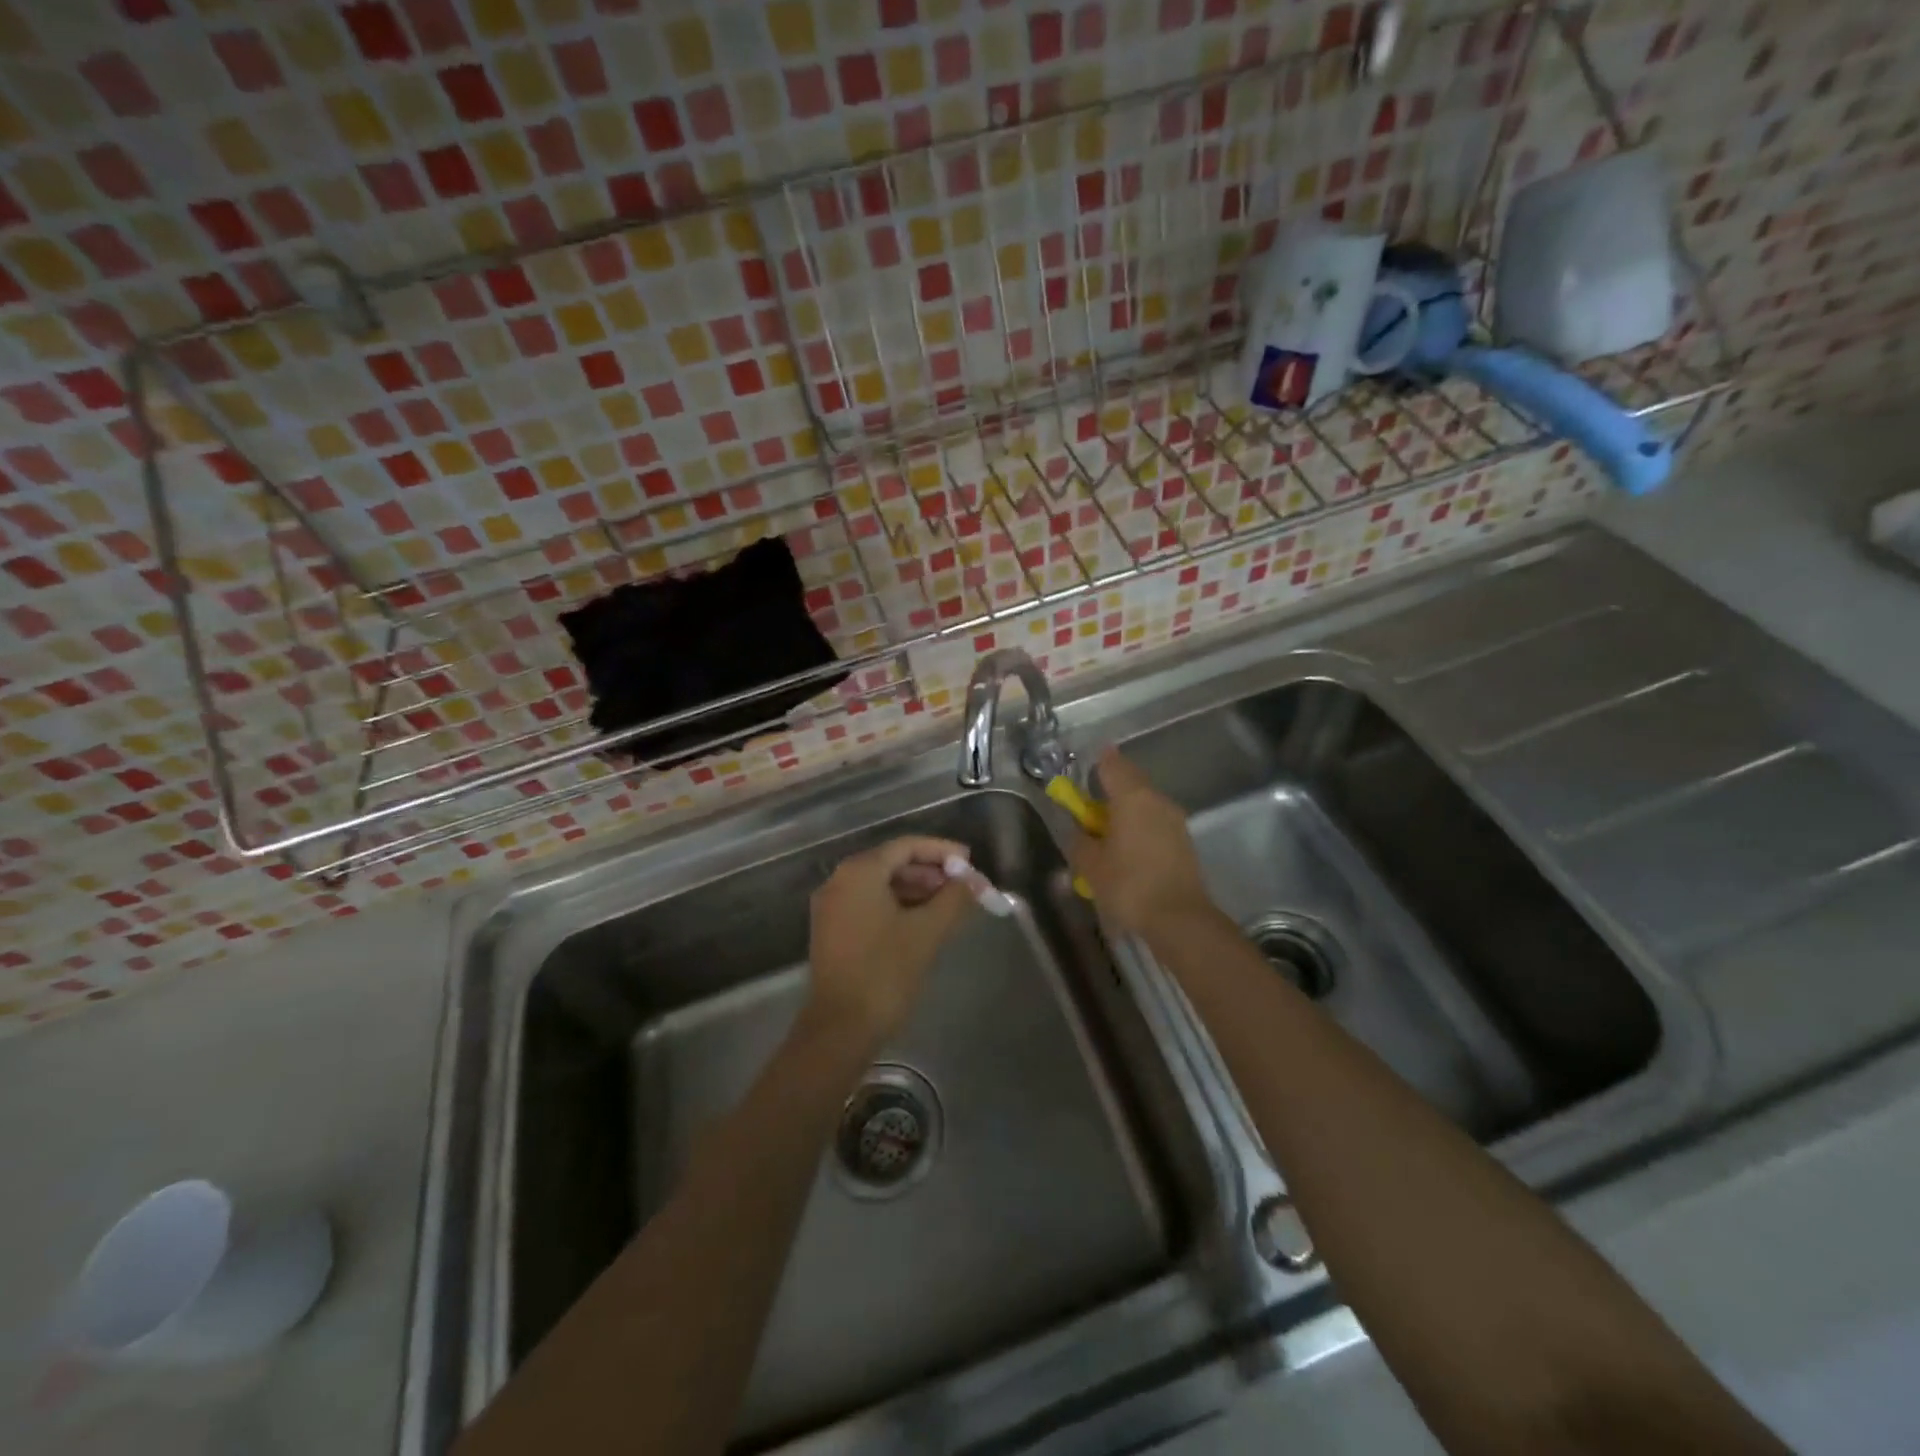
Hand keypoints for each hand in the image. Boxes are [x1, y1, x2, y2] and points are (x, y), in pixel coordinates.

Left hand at [806, 836, 974, 1044]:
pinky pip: (870, 904)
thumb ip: (954, 899)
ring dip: (916, 890)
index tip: (970, 862)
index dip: (942, 851)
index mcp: (859, 872)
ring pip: (881, 885)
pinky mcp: (832, 930)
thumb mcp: (927, 932)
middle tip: (963, 886)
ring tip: (950, 905)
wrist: (840, 1028)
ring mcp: (832, 906)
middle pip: (892, 862)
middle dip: (931, 872)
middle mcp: (840, 880)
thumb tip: (974, 882)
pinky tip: (923, 921)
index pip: (906, 846)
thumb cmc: (885, 972)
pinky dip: (898, 906)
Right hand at [1069, 747, 1219, 939]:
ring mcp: (1175, 821)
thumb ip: (1080, 840)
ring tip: (1108, 832)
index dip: (1098, 762)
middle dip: (1111, 789)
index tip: (1087, 763)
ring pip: (1145, 804)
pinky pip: (1155, 823)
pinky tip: (1128, 850)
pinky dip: (1140, 828)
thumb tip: (1079, 830)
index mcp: (1132, 797)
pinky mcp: (1184, 842)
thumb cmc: (1129, 885)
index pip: (1112, 765)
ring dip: (1126, 811)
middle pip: (1131, 783)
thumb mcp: (1090, 864)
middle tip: (1091, 805)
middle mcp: (1157, 800)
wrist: (1180, 919)